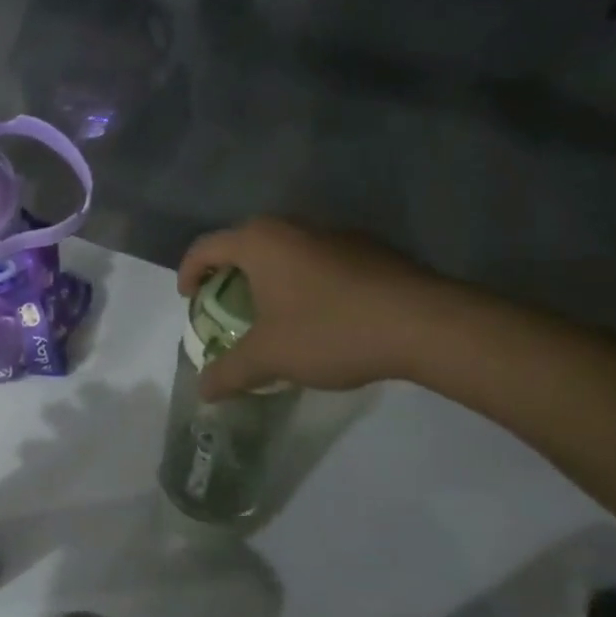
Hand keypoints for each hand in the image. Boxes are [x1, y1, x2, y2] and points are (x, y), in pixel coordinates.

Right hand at [177, 218, 453, 398]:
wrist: (426, 325)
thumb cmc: (330, 330)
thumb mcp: (269, 357)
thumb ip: (228, 372)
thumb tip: (202, 390)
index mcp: (260, 241)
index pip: (205, 247)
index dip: (189, 273)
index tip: (190, 301)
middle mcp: (294, 226)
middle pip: (244, 244)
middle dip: (228, 275)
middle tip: (225, 308)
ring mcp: (335, 233)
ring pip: (284, 250)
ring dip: (268, 277)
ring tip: (270, 314)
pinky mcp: (369, 249)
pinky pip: (317, 259)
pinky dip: (303, 280)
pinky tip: (318, 314)